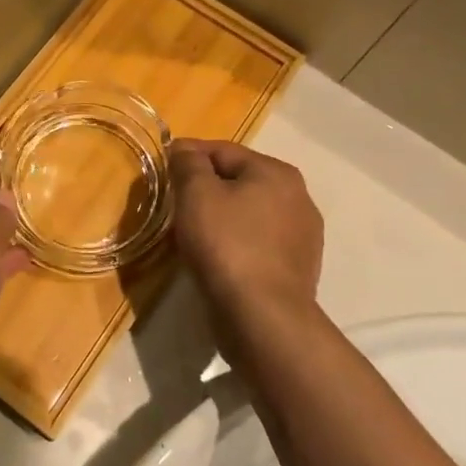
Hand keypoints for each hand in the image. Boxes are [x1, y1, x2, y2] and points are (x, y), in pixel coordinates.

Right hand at [171, 139, 322, 332]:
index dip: (188, 155)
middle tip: (175, 203)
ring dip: (223, 217)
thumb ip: (188, 164)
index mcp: (277, 172)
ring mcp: (302, 236)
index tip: (162, 168)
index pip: (223, 150)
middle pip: (239, 181)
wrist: (262, 317)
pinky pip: (258, 243)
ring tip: (193, 234)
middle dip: (207, 188)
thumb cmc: (226, 245)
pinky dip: (237, 244)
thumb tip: (184, 149)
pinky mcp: (297, 269)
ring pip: (249, 214)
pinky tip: (218, 259)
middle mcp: (298, 198)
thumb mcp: (196, 194)